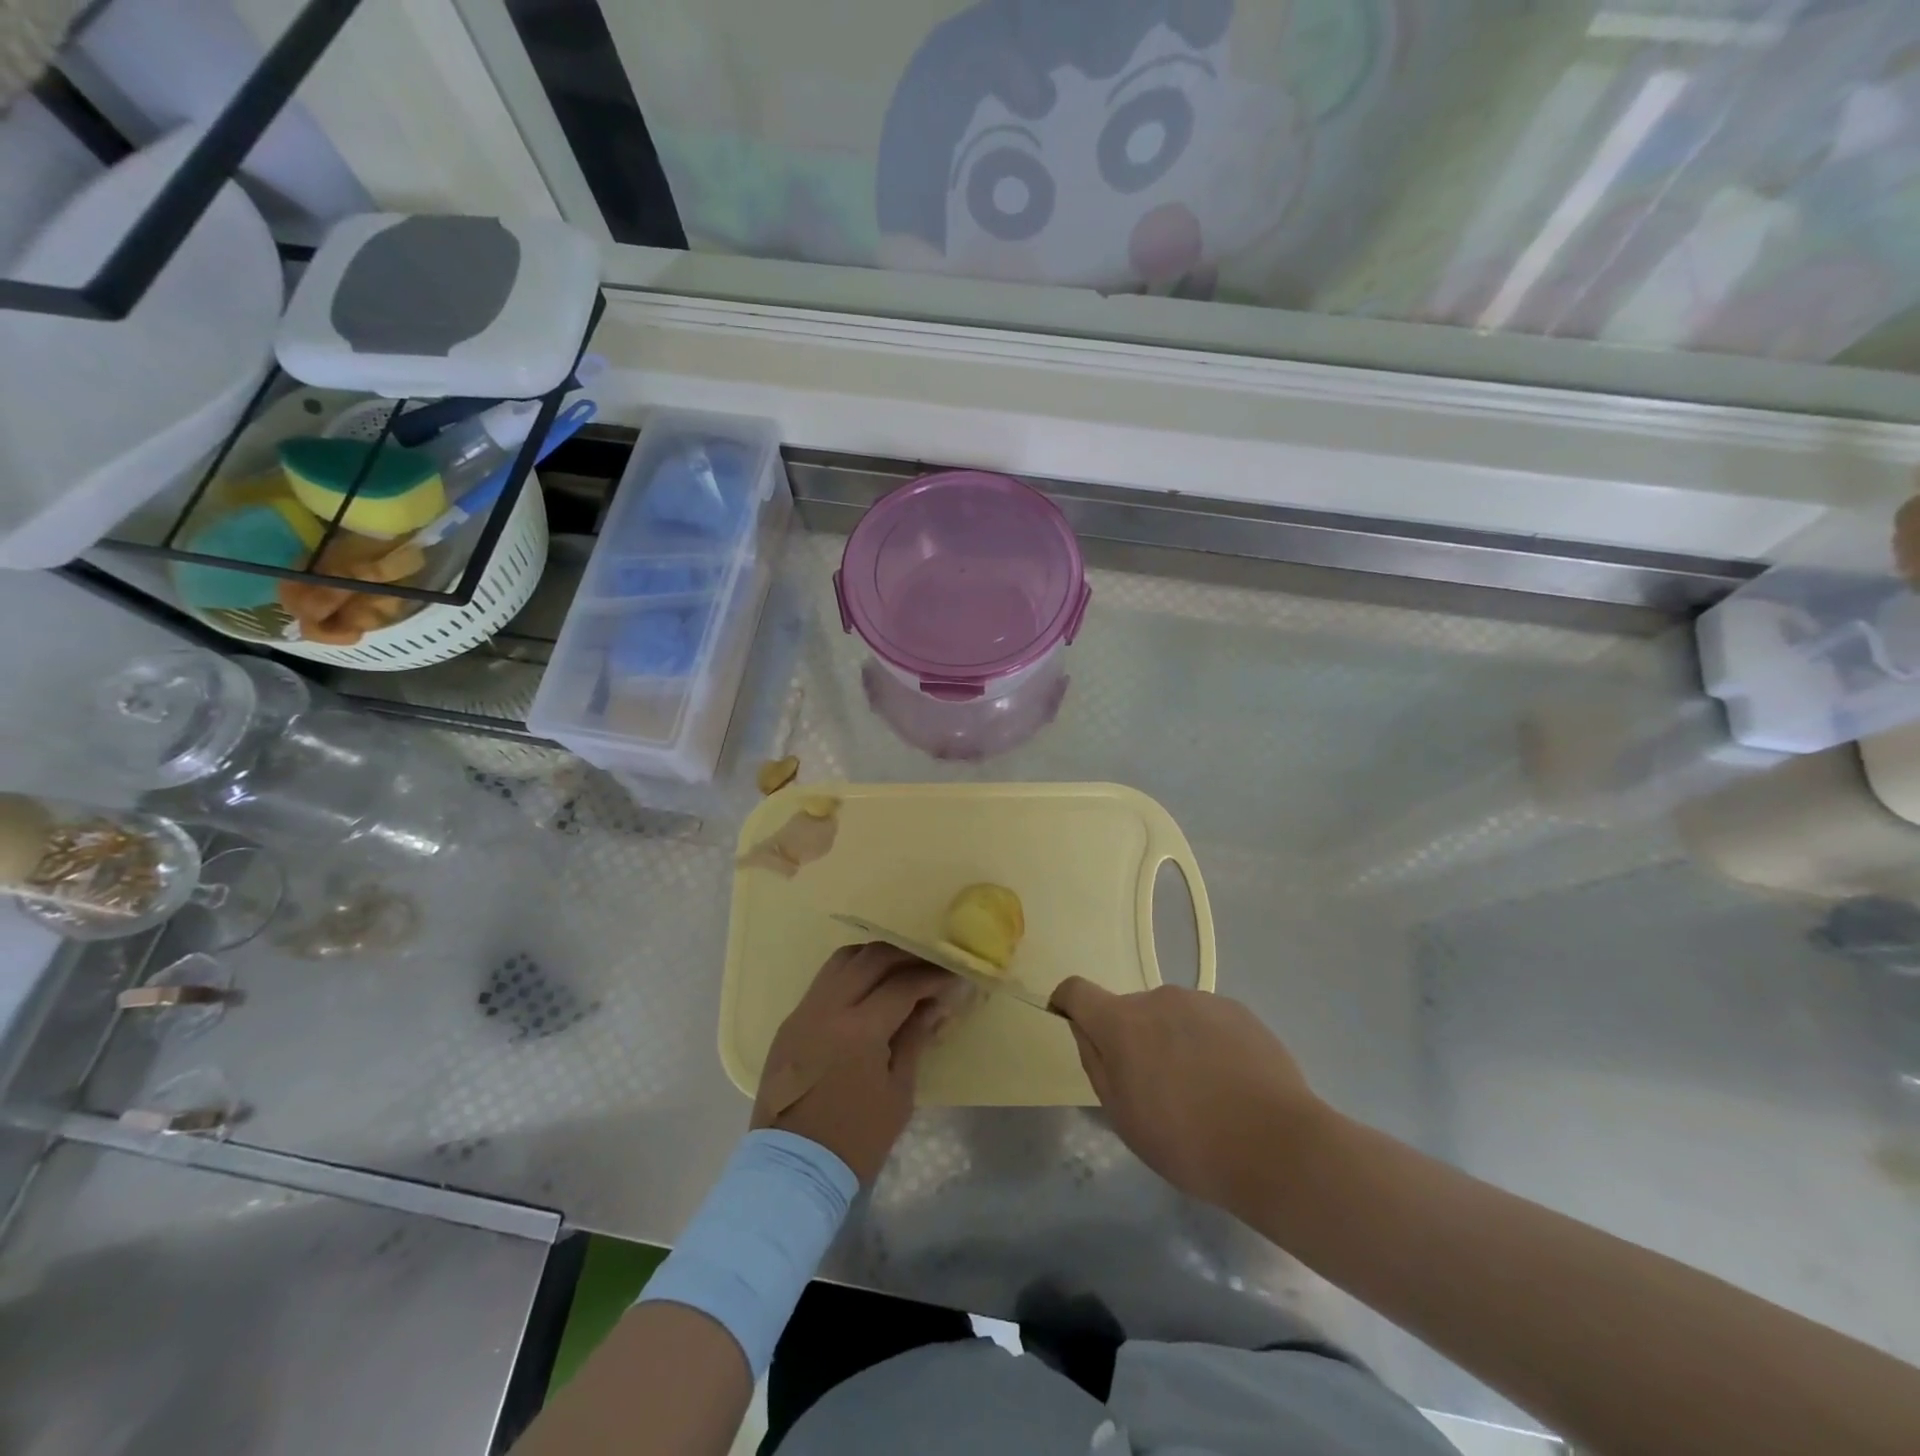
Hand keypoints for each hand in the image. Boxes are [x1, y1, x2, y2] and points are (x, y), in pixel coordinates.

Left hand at [752, 943, 958, 1182]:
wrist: (793, 1168)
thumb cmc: (856, 1138)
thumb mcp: (898, 1093)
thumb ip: (915, 1039)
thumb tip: (935, 1004)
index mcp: (859, 1030)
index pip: (903, 984)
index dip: (932, 977)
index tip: (953, 976)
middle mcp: (828, 1008)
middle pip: (872, 958)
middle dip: (907, 957)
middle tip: (931, 966)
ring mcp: (805, 1011)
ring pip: (844, 959)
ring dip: (876, 957)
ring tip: (901, 970)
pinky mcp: (791, 1020)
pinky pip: (825, 979)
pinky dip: (852, 972)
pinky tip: (869, 987)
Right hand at [1049, 978, 1325, 1216]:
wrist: (1277, 1146)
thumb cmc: (1187, 1141)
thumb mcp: (1123, 1116)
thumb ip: (1095, 1063)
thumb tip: (1085, 1030)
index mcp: (1122, 1022)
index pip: (1077, 990)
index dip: (1066, 1002)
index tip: (1069, 1022)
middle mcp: (1158, 998)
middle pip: (1129, 1010)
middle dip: (1130, 1039)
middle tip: (1153, 1088)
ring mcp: (1202, 1001)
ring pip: (1170, 1016)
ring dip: (1170, 1040)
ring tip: (1199, 1090)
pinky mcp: (1239, 1011)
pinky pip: (1206, 1021)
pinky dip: (1205, 1043)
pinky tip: (1229, 1083)